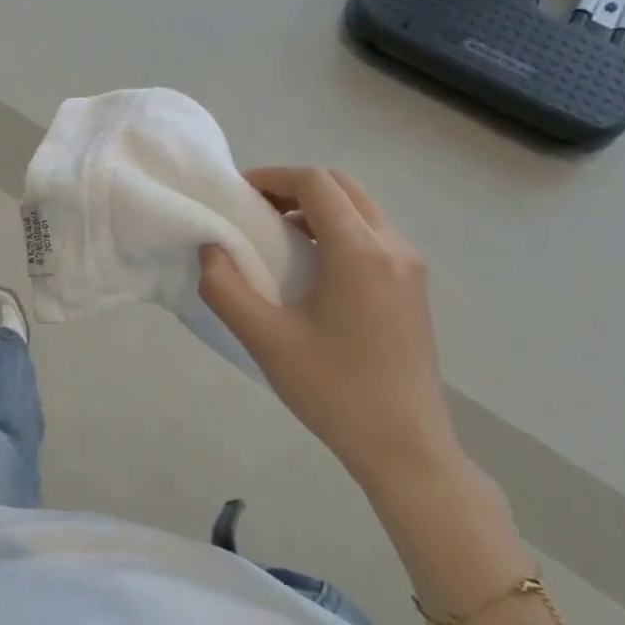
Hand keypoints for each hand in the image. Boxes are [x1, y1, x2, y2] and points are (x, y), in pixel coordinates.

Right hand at [198, 167, 461, 490]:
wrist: (405, 447)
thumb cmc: (333, 391)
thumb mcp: (265, 340)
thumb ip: (225, 288)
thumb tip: (211, 249)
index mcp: (360, 253)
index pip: (316, 183)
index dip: (272, 177)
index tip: (238, 196)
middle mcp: (394, 247)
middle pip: (343, 187)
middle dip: (294, 187)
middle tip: (255, 211)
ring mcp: (410, 267)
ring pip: (361, 209)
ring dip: (317, 208)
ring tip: (276, 238)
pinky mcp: (414, 288)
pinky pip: (373, 235)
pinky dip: (337, 230)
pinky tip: (310, 268)